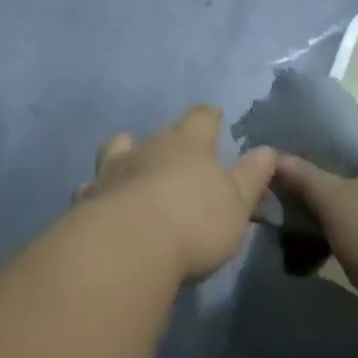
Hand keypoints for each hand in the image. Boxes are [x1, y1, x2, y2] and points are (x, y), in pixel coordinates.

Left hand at [75, 106, 277, 284]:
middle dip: (169, 138)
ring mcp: (115, 168)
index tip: (213, 113)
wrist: (131, 244)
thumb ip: (251, 176)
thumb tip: (267, 149)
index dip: (208, 116)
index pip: (201, 118)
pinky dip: (97, 187)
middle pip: (161, 132)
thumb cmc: (195, 221)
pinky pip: (92, 185)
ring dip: (126, 152)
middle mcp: (149, 147)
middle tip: (176, 146)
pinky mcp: (91, 195)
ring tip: (129, 158)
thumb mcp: (236, 203)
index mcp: (189, 144)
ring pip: (119, 149)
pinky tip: (96, 195)